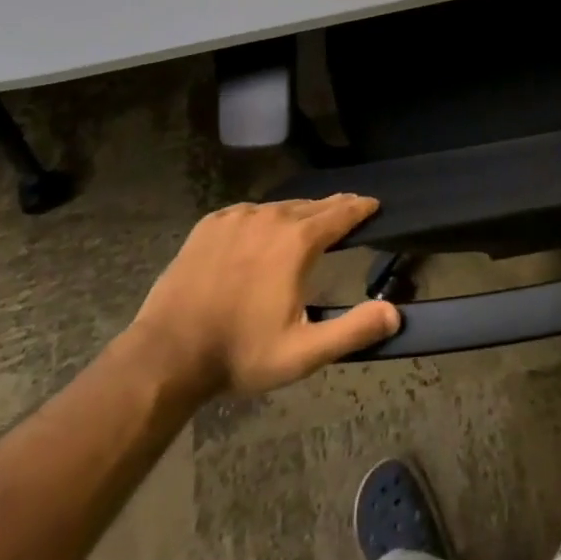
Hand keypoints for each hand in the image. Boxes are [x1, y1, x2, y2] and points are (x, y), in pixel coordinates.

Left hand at [128, 196, 400, 400]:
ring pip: (279, 207)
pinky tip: (264, 231)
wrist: (166, 355)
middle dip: (333, 208)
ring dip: (299, 214)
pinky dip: (265, 218)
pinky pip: (249, 213)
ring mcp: (237, 217)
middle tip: (348, 210)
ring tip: (308, 223)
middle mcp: (271, 217)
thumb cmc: (239, 353)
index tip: (373, 204)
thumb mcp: (303, 353)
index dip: (361, 207)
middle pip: (312, 205)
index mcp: (298, 241)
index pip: (341, 213)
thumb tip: (394, 313)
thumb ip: (352, 331)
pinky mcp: (211, 224)